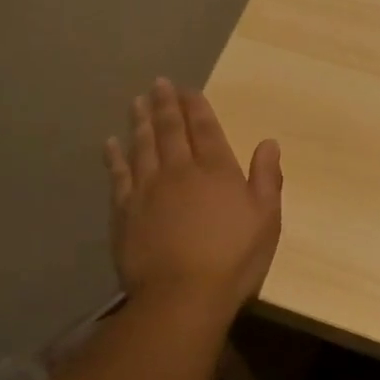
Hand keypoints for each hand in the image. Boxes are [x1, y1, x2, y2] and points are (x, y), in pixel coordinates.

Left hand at [105, 79, 281, 316]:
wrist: (182, 297)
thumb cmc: (233, 259)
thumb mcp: (266, 220)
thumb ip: (267, 178)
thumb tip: (268, 142)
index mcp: (216, 170)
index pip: (204, 128)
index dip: (196, 106)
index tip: (188, 89)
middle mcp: (179, 170)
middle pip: (169, 130)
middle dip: (165, 104)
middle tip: (159, 83)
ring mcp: (147, 189)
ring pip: (142, 145)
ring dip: (139, 121)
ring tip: (136, 101)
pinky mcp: (125, 211)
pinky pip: (118, 175)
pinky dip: (114, 157)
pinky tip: (110, 143)